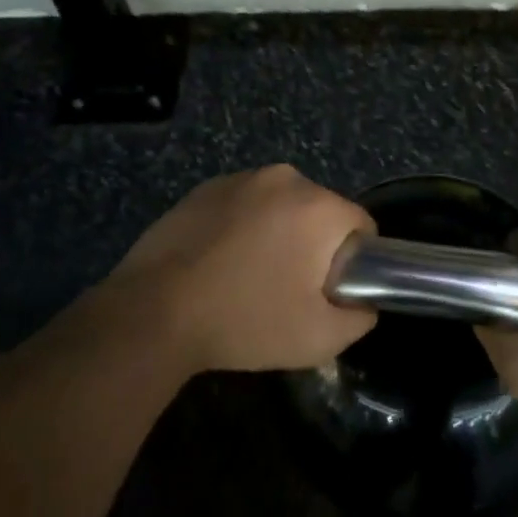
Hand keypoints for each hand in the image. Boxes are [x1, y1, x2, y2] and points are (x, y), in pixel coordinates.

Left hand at [107, 165, 376, 374]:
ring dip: (277, 233)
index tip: (329, 291)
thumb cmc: (246, 321)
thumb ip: (360, 317)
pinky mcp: (206, 187)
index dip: (354, 261)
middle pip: (320, 212)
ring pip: (281, 206)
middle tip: (289, 289)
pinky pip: (244, 204)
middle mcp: (285, 178)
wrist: (155, 311)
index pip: (361, 225)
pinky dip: (243, 226)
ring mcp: (242, 178)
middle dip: (314, 245)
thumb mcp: (319, 338)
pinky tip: (220, 261)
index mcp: (319, 206)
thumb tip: (363, 301)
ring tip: (249, 276)